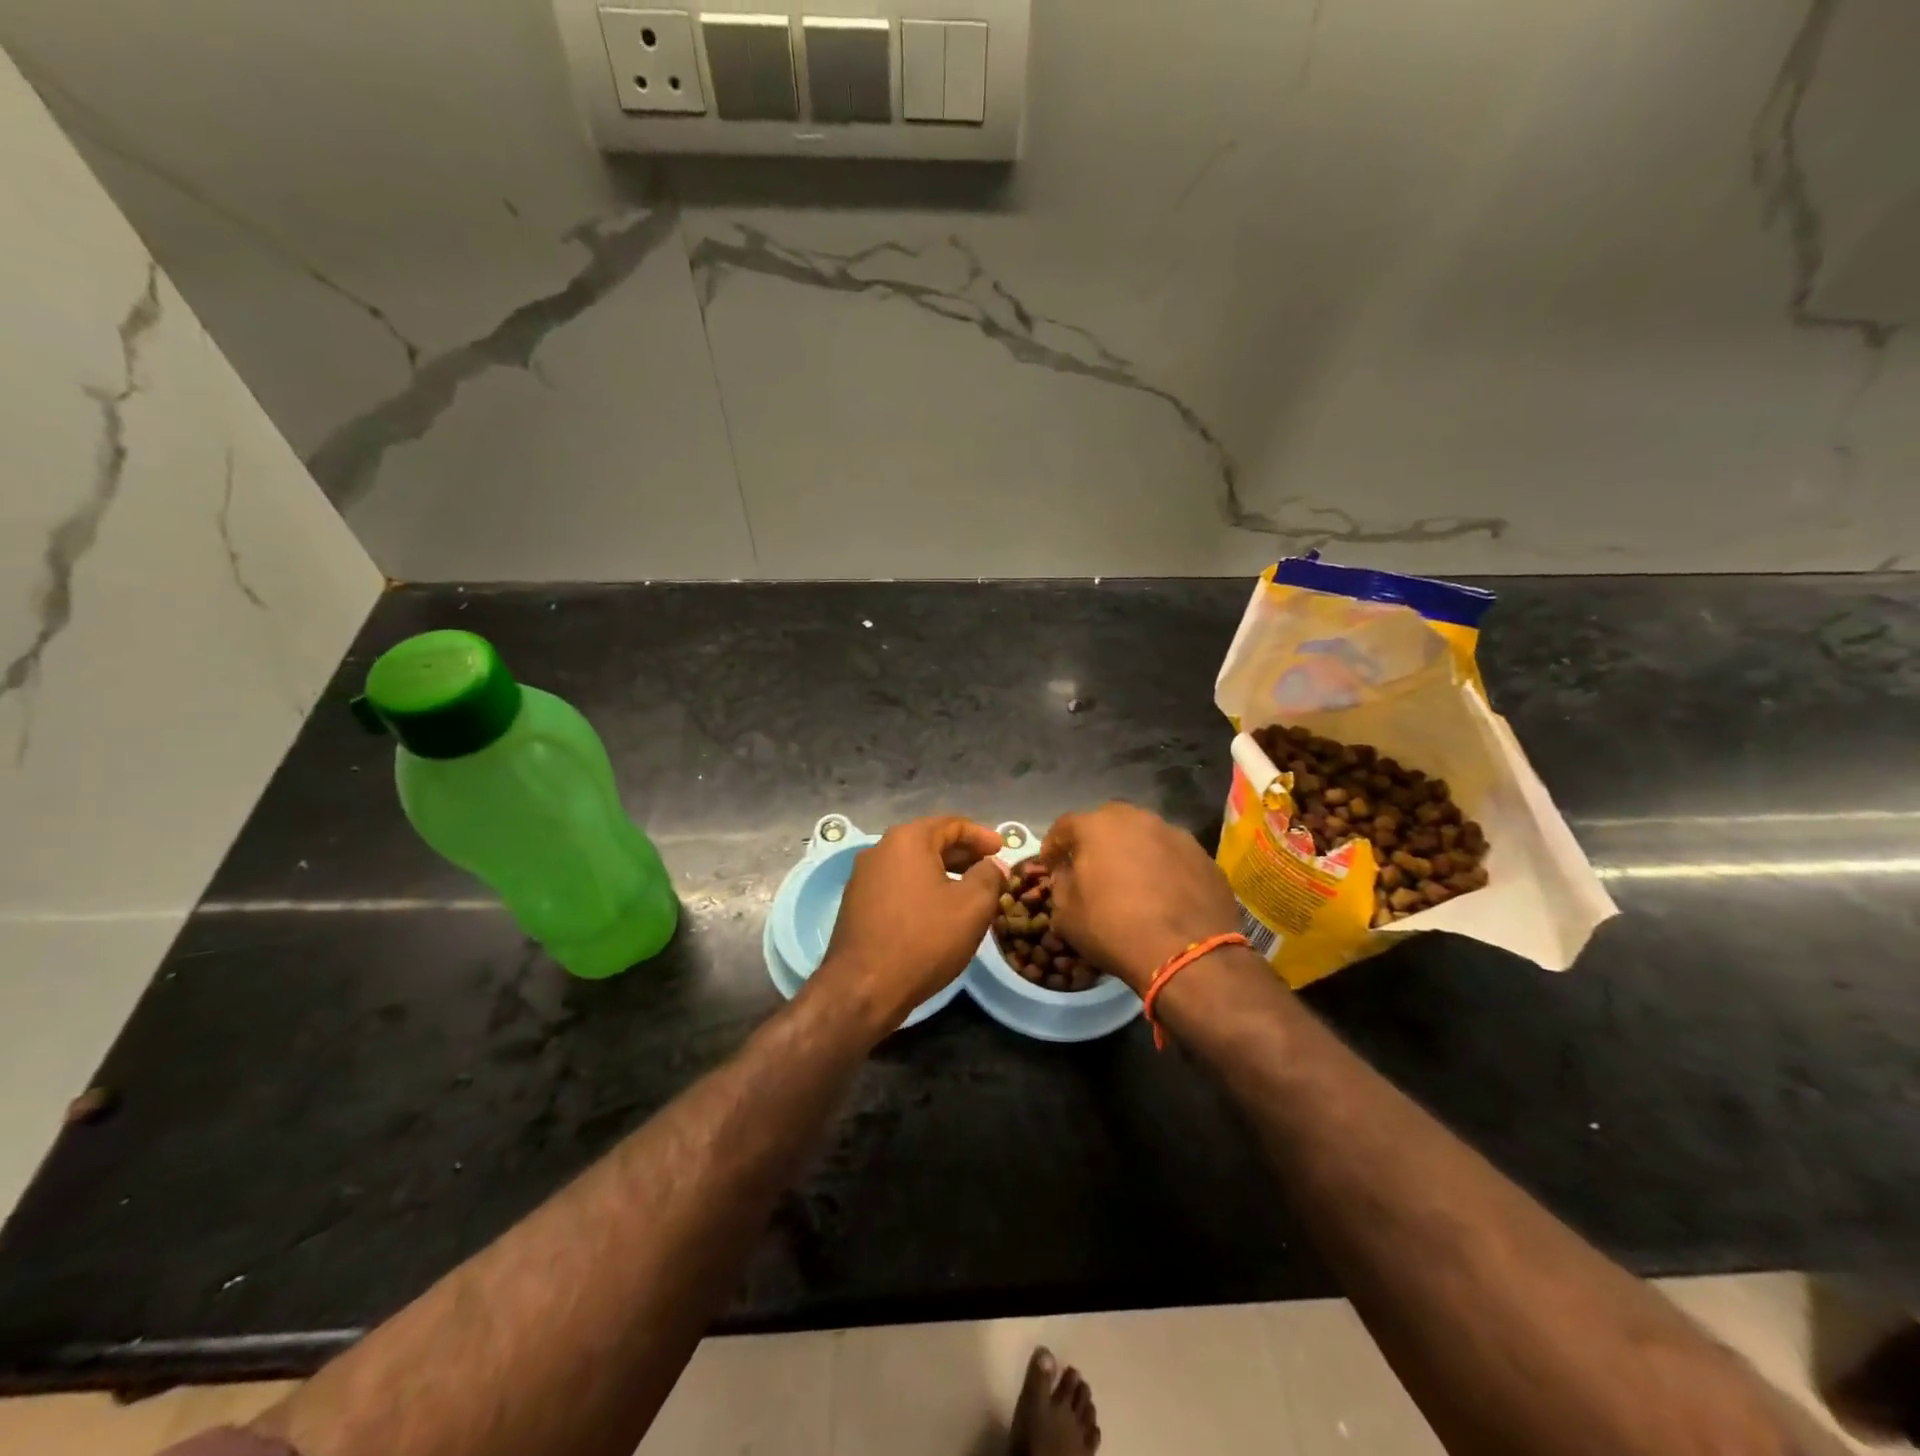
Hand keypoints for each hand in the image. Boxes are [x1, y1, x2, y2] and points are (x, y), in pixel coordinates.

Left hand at [812, 815, 1006, 1034]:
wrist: (863, 988)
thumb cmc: (923, 939)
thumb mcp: (972, 906)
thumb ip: (989, 877)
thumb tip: (994, 865)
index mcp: (907, 840)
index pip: (951, 824)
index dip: (981, 835)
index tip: (1003, 848)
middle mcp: (880, 849)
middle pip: (929, 841)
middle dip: (963, 854)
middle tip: (990, 868)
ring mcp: (863, 877)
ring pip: (912, 865)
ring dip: (943, 873)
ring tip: (969, 891)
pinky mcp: (856, 904)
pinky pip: (898, 885)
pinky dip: (922, 889)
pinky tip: (938, 911)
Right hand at [1040, 803, 1242, 993]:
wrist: (1186, 953)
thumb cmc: (1113, 929)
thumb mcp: (1066, 913)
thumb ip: (1061, 882)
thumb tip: (1067, 872)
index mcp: (1097, 826)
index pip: (1065, 826)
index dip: (1054, 846)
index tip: (1051, 865)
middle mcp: (1137, 818)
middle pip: (1108, 822)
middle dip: (1096, 842)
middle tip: (1093, 869)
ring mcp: (1175, 834)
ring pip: (1144, 836)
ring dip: (1133, 852)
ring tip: (1131, 881)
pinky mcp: (1203, 855)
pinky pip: (1172, 856)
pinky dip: (1163, 868)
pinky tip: (1163, 894)